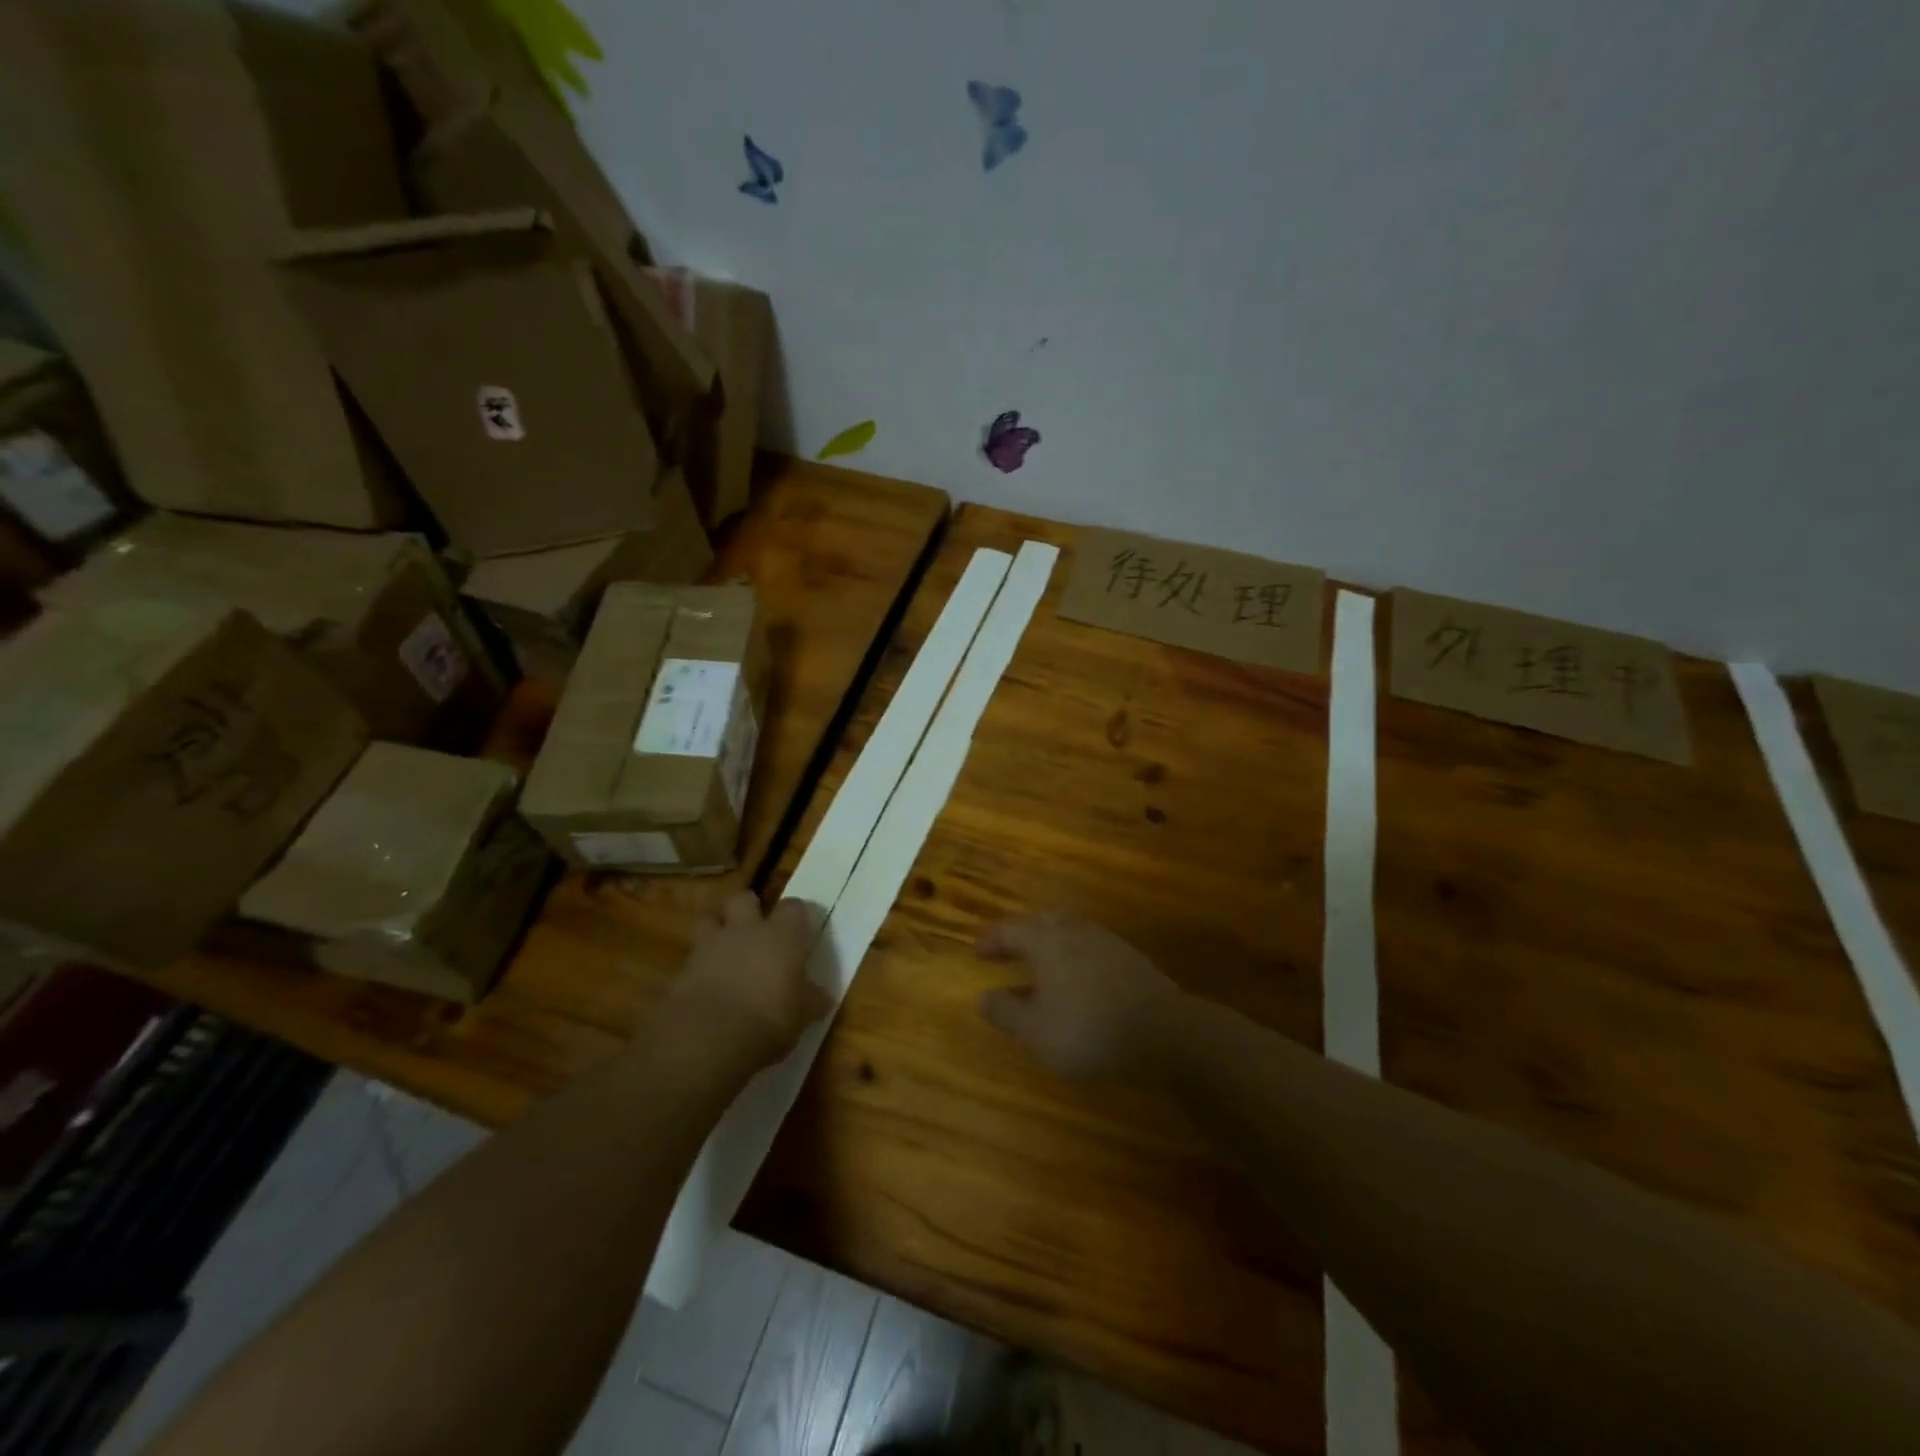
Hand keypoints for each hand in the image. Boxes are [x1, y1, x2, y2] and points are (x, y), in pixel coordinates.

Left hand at [667, 893, 831, 1068]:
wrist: (708, 1038)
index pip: (793, 907)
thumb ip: (811, 1001)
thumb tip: (823, 997)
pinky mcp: (682, 969)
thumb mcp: (801, 1016)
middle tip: (754, 929)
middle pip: (743, 899)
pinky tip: (705, 986)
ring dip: (716, 930)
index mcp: (782, 936)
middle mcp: (746, 930)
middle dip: (747, 909)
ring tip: (724, 951)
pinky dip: (698, 966)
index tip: (798, 930)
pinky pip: (692, 957)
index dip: (795, 917)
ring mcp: (710, 946)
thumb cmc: (769, 1020)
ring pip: (709, 920)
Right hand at [976, 914, 1180, 1078]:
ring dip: (1048, 943)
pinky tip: (1076, 978)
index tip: (979, 954)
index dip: (992, 940)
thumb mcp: (1036, 1032)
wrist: (1165, 1032)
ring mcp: (1106, 941)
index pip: (1010, 930)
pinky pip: (1090, 946)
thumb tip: (983, 997)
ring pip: (1068, 931)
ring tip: (1040, 964)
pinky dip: (1073, 955)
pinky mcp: (1129, 957)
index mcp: (1046, 941)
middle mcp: (1074, 931)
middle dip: (1021, 934)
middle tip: (1007, 951)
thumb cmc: (1088, 1030)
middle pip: (1041, 921)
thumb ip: (1005, 1013)